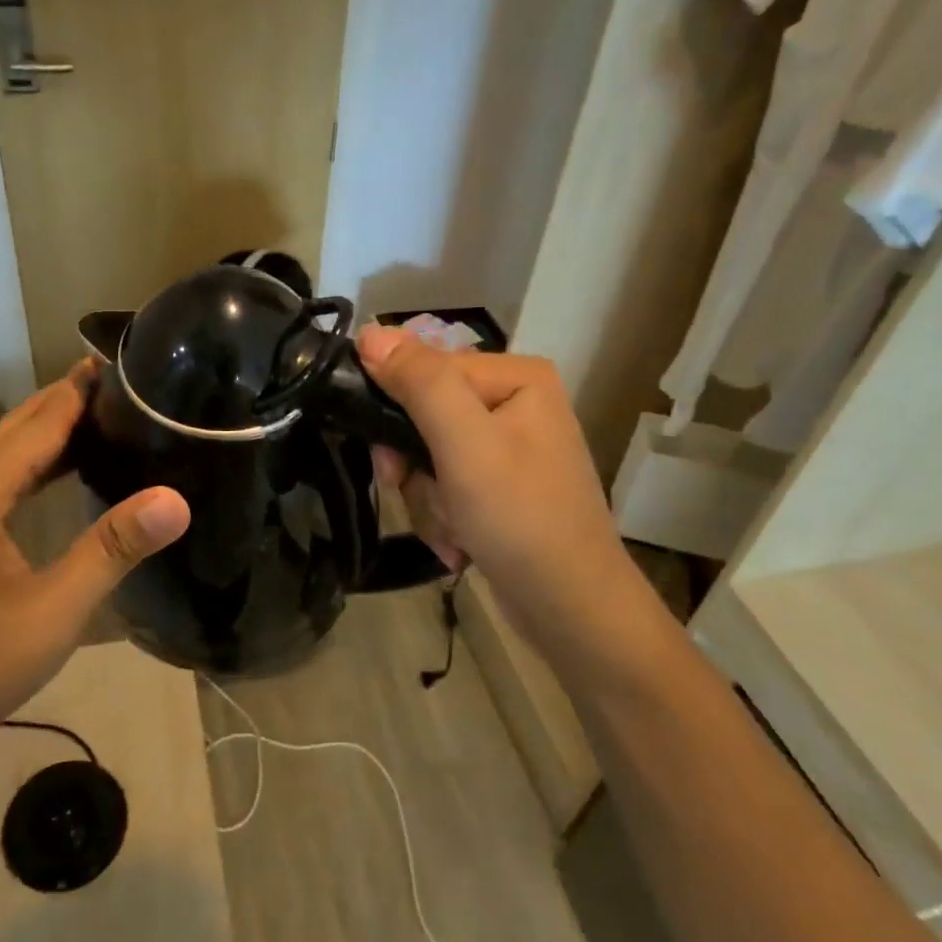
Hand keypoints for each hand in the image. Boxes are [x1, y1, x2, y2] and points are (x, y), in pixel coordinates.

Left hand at [0, 362, 189, 779]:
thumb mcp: (52, 609)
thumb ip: (112, 548)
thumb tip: (176, 498)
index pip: (41, 420)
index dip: (83, 389)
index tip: (129, 363)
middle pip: (19, 426)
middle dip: (70, 400)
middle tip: (130, 385)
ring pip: (6, 453)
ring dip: (53, 431)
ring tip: (108, 419)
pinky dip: (37, 465)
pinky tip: (64, 474)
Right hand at [357, 326, 641, 669]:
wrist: (571, 610)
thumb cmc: (521, 519)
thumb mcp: (465, 443)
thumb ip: (419, 382)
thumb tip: (369, 332)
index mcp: (516, 376)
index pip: (425, 369)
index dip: (396, 413)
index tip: (390, 465)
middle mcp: (514, 402)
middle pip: (423, 414)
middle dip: (416, 466)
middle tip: (417, 495)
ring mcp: (508, 446)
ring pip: (428, 455)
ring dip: (428, 499)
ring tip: (454, 531)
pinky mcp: (500, 485)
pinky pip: (446, 484)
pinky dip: (443, 516)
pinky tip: (461, 544)